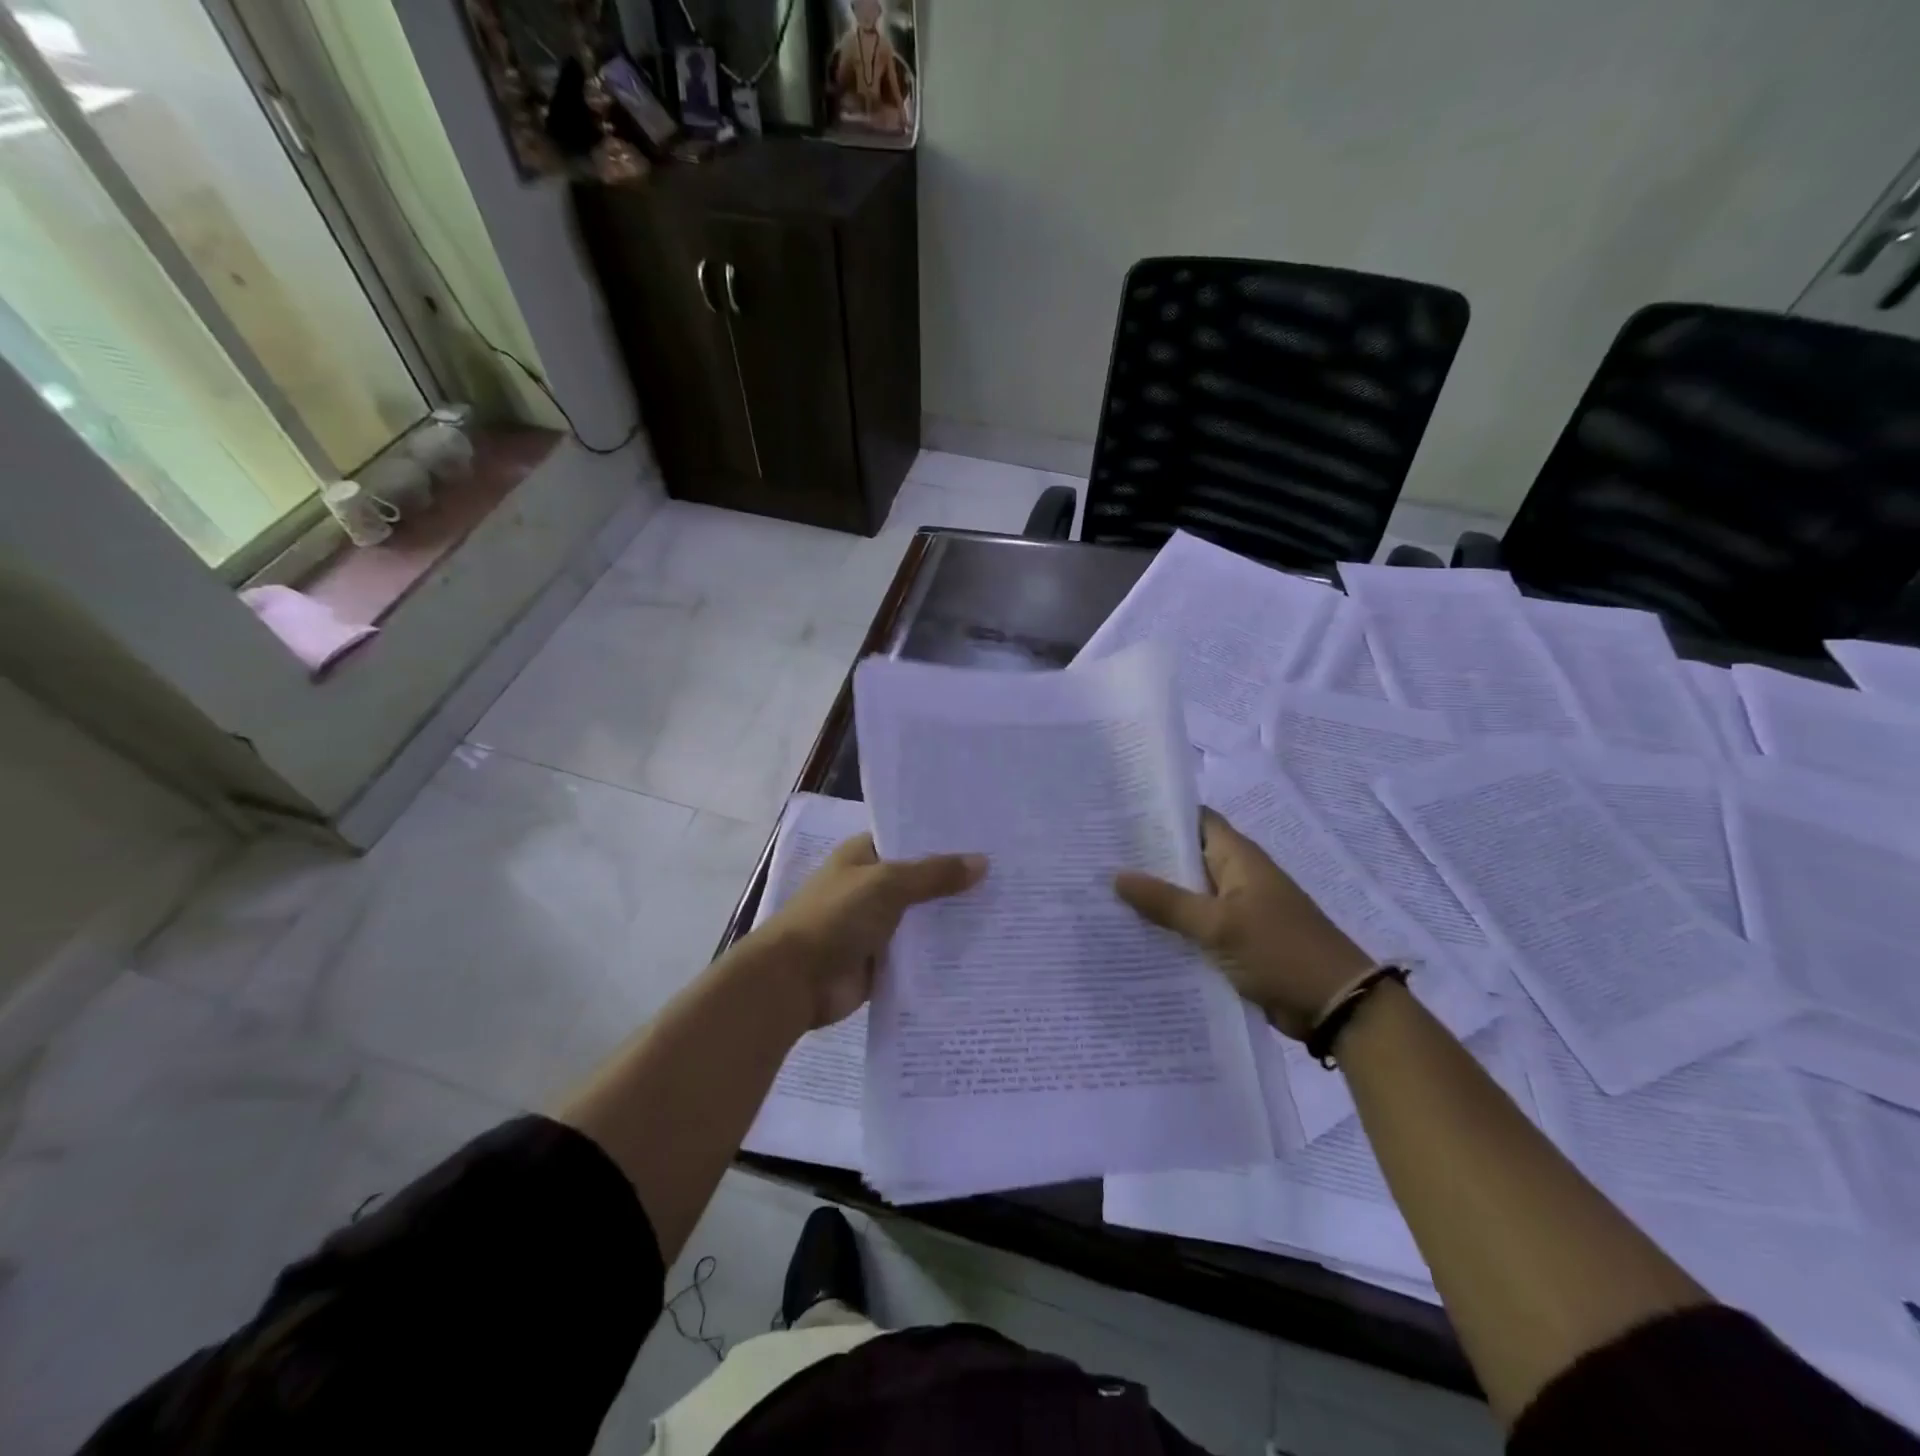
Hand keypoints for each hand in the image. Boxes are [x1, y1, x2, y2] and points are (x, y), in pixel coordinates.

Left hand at [760, 834, 987, 1028]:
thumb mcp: (887, 884)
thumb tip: (982, 862)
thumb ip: (934, 874)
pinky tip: (983, 949)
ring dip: (953, 918)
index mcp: (863, 856)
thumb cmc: (836, 917)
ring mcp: (877, 925)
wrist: (795, 980)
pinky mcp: (883, 961)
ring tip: (1007, 911)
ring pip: (924, 918)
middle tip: (1009, 876)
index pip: (909, 839)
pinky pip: (919, 953)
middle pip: (921, 880)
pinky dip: (943, 952)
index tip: (987, 837)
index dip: (943, 838)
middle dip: (956, 881)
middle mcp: (871, 887)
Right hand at [1114, 808, 1371, 1038]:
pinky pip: (1196, 926)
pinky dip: (1170, 927)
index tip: (1118, 816)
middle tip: (1098, 857)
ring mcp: (1237, 910)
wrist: (1336, 1007)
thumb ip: (1167, 902)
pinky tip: (1134, 933)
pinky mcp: (1236, 941)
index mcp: (1238, 857)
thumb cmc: (1281, 951)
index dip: (1160, 814)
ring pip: (1187, 894)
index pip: (1195, 819)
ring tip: (1103, 893)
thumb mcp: (1219, 925)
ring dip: (1155, 896)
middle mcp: (1236, 876)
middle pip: (1185, 857)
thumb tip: (1117, 876)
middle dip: (1147, 857)